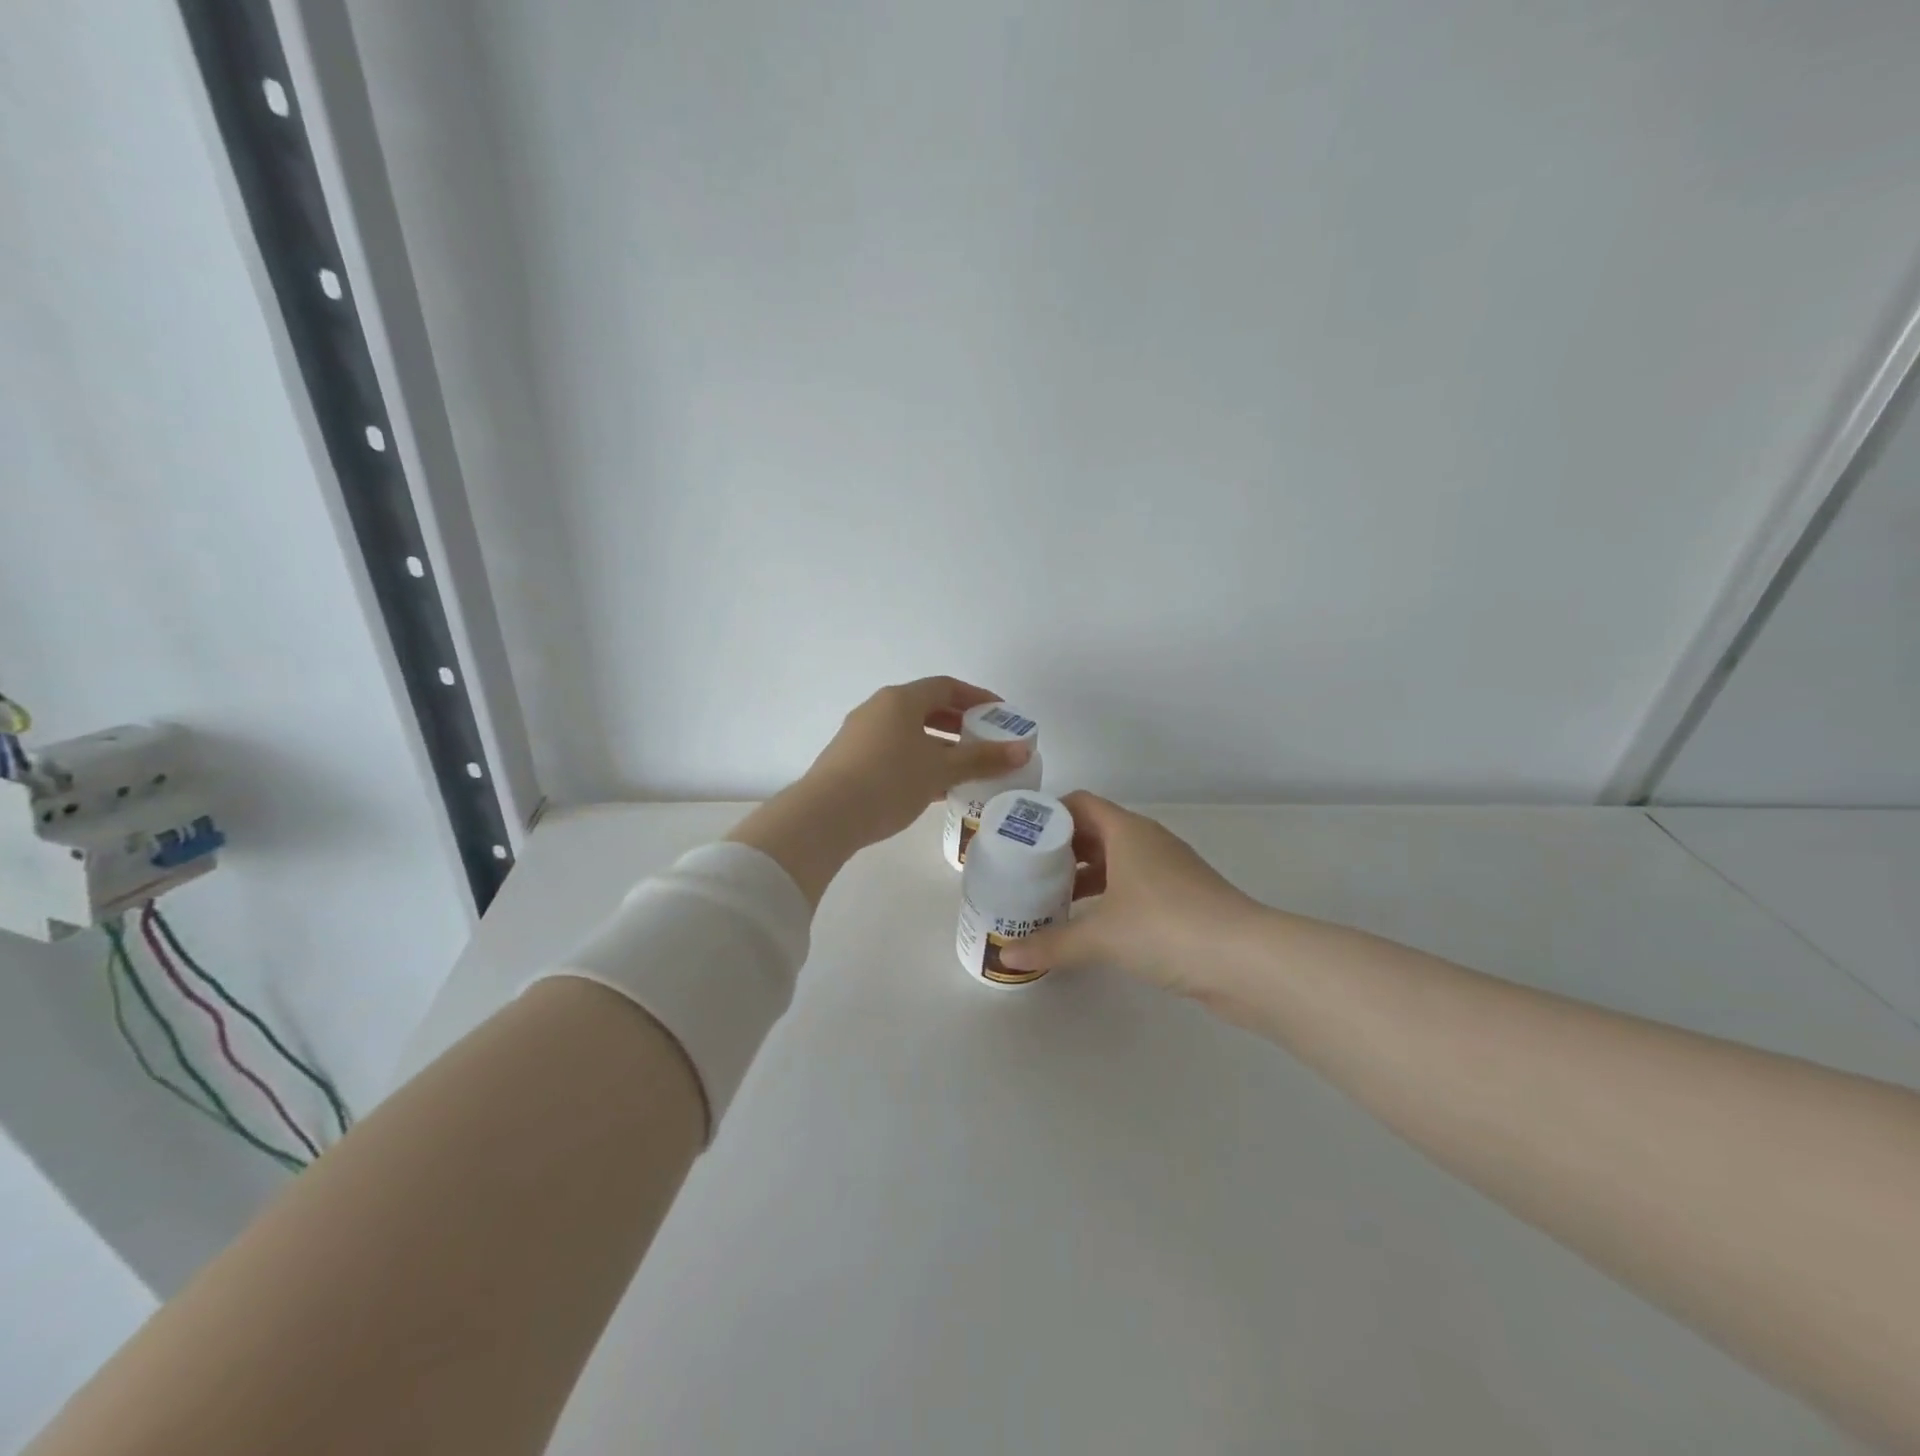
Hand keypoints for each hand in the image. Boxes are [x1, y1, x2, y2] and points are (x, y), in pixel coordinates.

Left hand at [729, 678, 1033, 904]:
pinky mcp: (850, 760)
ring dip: (940, 745)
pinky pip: (894, 750)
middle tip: (986, 741)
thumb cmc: (889, 782)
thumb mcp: (941, 770)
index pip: (946, 687)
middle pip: (927, 707)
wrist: (825, 816)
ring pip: (910, 732)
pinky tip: (934, 786)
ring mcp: (860, 734)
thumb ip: (982, 758)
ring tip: (965, 767)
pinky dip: (919, 760)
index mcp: (901, 700)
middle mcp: (878, 709)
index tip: (1001, 714)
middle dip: (959, 723)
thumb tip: (1023, 750)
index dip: (977, 697)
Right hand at [995, 792, 1265, 997]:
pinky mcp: (1182, 900)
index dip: (1048, 814)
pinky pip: (1133, 887)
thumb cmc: (1166, 927)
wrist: (1246, 960)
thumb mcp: (1101, 936)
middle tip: (1026, 872)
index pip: (1080, 804)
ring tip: (1050, 900)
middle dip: (1060, 850)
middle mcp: (1148, 842)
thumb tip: (1006, 956)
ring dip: (1084, 877)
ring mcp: (1168, 871)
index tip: (1019, 837)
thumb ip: (1052, 944)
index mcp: (1127, 832)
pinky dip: (1108, 898)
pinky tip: (1090, 926)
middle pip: (1095, 832)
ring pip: (1115, 862)